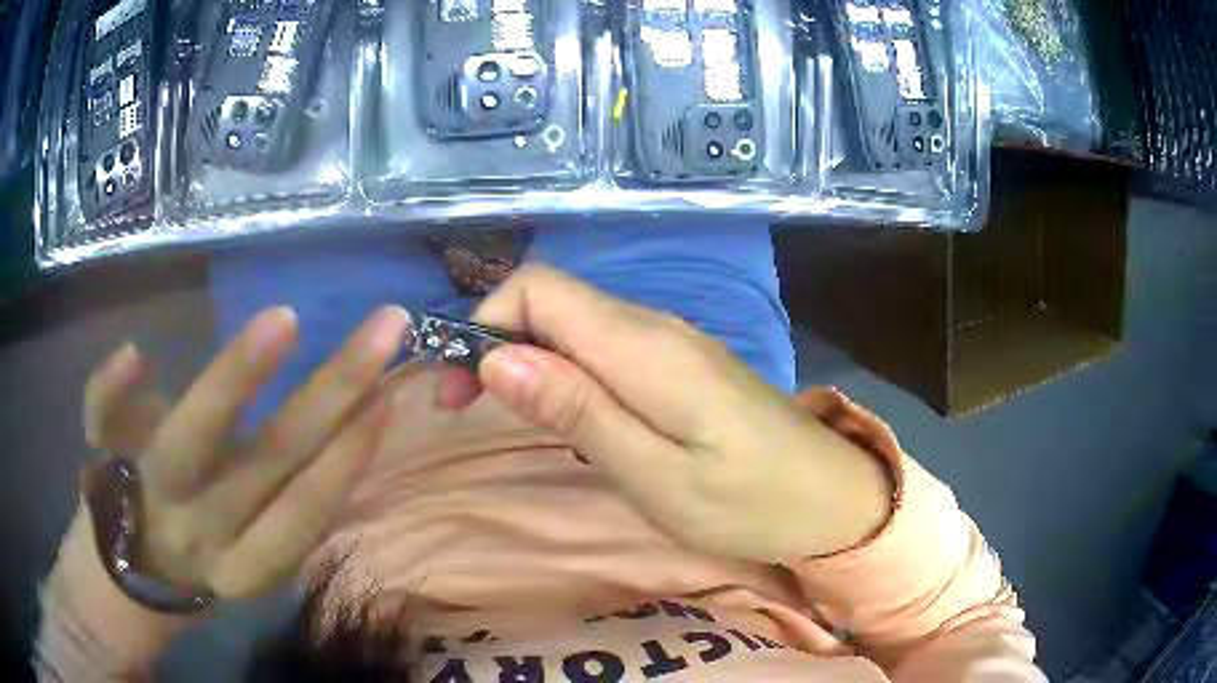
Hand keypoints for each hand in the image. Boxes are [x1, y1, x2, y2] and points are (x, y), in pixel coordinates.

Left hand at [81, 306, 409, 600]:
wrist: (125, 579)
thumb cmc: (199, 560)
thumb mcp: (252, 562)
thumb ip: (290, 514)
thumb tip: (347, 438)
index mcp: (244, 562)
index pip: (306, 511)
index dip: (349, 460)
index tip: (388, 398)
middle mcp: (201, 529)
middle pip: (268, 461)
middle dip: (332, 392)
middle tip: (385, 326)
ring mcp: (147, 492)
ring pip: (187, 441)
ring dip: (235, 377)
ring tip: (286, 319)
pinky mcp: (103, 459)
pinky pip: (102, 417)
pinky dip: (112, 385)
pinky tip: (136, 353)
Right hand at [463, 265, 892, 561]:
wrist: (829, 498)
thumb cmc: (747, 502)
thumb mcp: (653, 474)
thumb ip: (577, 410)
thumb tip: (497, 357)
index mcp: (642, 346)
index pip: (537, 289)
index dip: (485, 323)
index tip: (460, 389)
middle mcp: (653, 326)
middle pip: (552, 301)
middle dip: (497, 342)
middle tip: (471, 412)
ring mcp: (671, 342)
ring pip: (576, 323)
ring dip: (530, 359)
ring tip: (517, 419)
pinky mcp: (682, 363)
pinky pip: (606, 347)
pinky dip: (568, 371)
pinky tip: (574, 416)